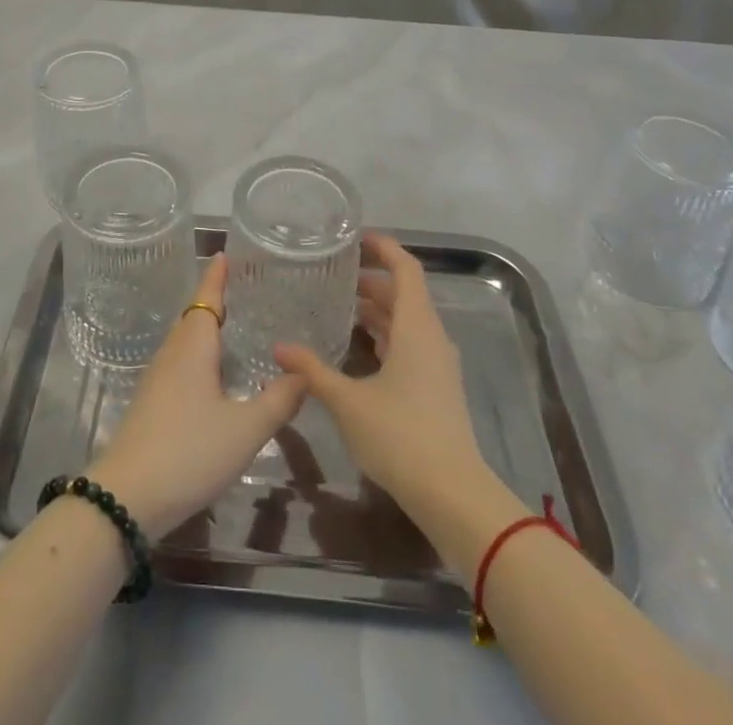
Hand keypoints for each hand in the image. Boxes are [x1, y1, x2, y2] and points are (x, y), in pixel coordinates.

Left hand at [88, 254, 306, 537]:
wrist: (127, 498)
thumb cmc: (189, 451)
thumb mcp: (245, 430)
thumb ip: (278, 401)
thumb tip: (304, 373)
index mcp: (193, 347)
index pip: (206, 298)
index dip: (216, 276)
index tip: (224, 254)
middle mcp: (172, 354)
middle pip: (194, 317)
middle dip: (214, 300)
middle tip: (242, 291)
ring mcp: (157, 380)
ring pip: (185, 342)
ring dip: (205, 330)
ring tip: (233, 328)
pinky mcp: (151, 405)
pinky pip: (179, 364)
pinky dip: (198, 356)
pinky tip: (212, 377)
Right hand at [275, 232, 501, 521]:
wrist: (453, 495)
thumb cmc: (401, 436)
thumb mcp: (348, 402)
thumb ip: (313, 371)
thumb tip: (279, 348)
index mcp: (416, 327)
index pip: (406, 269)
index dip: (384, 248)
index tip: (356, 238)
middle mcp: (431, 337)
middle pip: (405, 294)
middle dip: (373, 280)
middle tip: (336, 275)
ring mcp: (438, 364)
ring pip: (408, 321)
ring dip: (379, 309)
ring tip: (342, 306)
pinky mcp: (437, 388)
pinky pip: (411, 344)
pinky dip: (387, 335)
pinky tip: (360, 348)